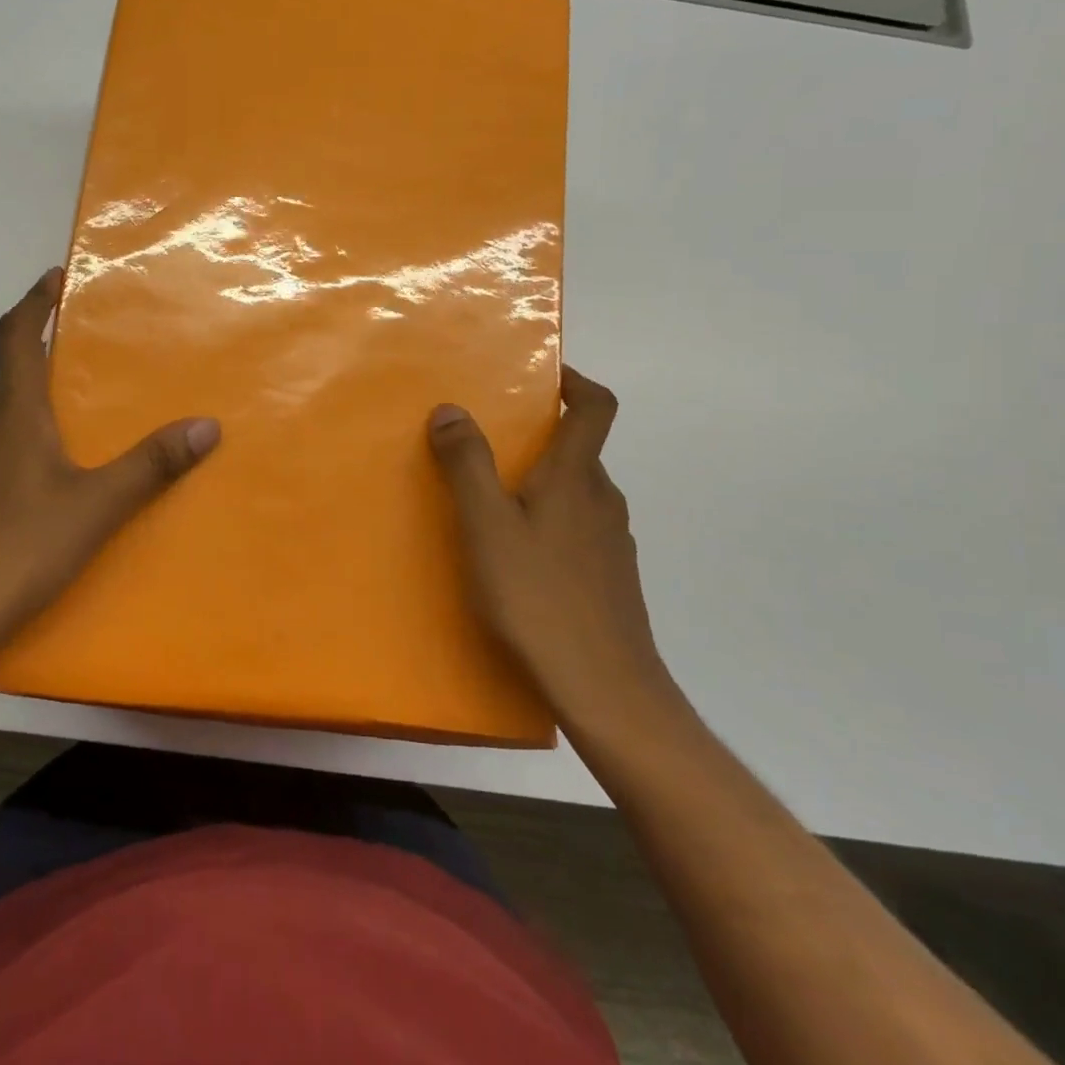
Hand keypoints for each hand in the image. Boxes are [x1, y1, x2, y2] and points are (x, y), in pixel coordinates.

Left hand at [0, 269, 220, 651]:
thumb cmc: (17, 549)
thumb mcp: (96, 507)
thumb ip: (152, 465)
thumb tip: (207, 425)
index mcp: (10, 414)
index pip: (16, 335)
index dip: (35, 301)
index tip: (54, 277)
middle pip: (9, 376)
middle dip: (44, 360)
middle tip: (87, 363)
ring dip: (29, 407)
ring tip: (70, 426)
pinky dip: (13, 446)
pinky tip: (37, 487)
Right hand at [427, 368, 676, 733]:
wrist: (606, 690)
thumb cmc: (538, 598)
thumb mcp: (486, 526)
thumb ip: (467, 464)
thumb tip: (452, 409)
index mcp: (576, 478)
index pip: (596, 408)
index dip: (575, 381)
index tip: (543, 374)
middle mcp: (603, 501)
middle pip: (580, 451)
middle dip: (538, 438)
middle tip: (487, 447)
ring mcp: (612, 543)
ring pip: (577, 494)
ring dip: (541, 484)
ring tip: (492, 504)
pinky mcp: (610, 580)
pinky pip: (578, 530)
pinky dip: (549, 523)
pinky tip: (517, 560)